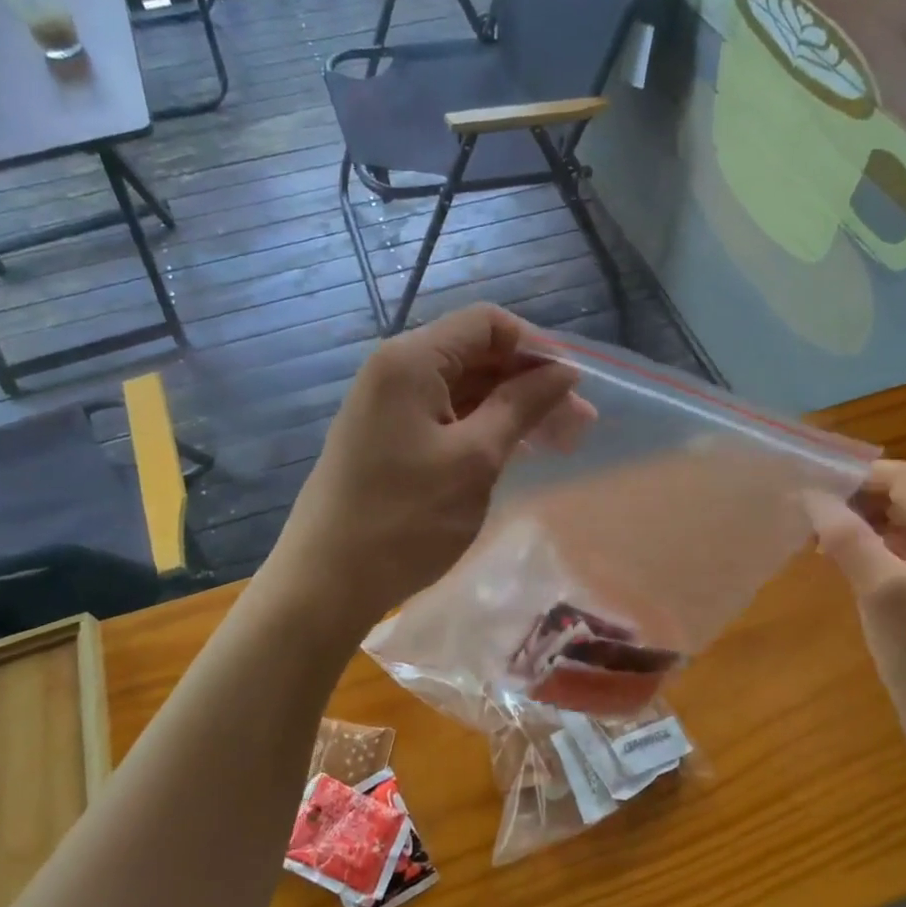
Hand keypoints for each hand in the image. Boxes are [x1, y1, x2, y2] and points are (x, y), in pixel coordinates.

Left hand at [265, 304, 588, 635]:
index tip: (573, 387)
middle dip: (530, 382)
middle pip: (477, 355)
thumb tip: (563, 372)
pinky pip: (446, 415)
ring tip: (561, 442)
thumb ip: (521, 405)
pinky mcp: (388, 436)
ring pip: (465, 388)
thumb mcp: (475, 459)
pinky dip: (484, 426)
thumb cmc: (405, 519)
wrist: (326, 583)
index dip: (535, 347)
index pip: (486, 324)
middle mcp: (395, 370)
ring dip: (513, 408)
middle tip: (579, 425)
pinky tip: (518, 451)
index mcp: (411, 360)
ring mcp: (388, 405)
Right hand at [805, 462, 905, 779]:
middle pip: (901, 500)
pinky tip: (841, 567)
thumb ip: (847, 537)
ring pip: (899, 527)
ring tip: (814, 543)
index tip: (803, 489)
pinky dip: (871, 553)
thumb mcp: (883, 592)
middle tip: (802, 518)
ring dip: (858, 528)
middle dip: (851, 503)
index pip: (900, 479)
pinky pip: (904, 556)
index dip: (851, 477)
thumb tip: (811, 493)